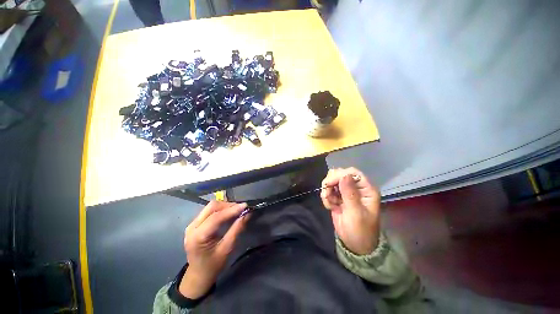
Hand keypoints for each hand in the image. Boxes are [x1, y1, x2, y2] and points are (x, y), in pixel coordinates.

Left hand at [179, 201, 248, 298]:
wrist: (198, 275)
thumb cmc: (213, 265)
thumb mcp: (227, 249)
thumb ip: (237, 229)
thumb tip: (247, 214)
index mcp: (198, 236)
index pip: (216, 217)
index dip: (232, 210)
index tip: (245, 206)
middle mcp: (192, 227)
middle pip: (212, 207)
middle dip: (228, 205)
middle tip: (241, 208)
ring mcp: (192, 224)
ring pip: (210, 206)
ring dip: (225, 206)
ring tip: (237, 210)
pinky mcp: (195, 223)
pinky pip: (209, 210)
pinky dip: (221, 209)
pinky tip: (229, 213)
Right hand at [320, 168, 380, 254]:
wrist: (354, 245)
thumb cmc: (360, 230)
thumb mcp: (356, 213)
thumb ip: (349, 193)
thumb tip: (344, 175)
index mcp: (366, 189)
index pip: (352, 172)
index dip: (339, 175)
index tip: (329, 183)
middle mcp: (356, 188)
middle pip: (340, 174)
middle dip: (331, 182)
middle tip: (327, 194)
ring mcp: (346, 192)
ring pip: (332, 181)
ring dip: (327, 190)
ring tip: (330, 203)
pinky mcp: (338, 197)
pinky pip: (328, 190)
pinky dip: (326, 197)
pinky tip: (330, 206)